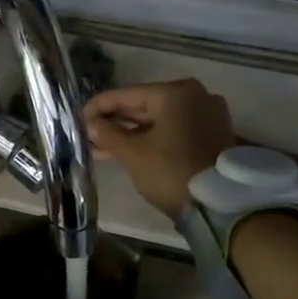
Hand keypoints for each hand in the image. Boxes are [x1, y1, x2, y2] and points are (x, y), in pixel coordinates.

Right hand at [83, 79, 235, 217]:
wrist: (220, 206)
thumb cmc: (171, 171)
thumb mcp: (132, 153)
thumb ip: (108, 134)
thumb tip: (90, 123)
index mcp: (175, 92)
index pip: (126, 94)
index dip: (98, 106)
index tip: (78, 118)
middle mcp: (195, 96)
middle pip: (143, 106)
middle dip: (115, 122)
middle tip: (88, 133)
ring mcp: (207, 115)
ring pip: (157, 120)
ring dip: (130, 133)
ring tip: (101, 147)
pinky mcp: (212, 134)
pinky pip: (173, 130)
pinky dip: (151, 139)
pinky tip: (126, 150)